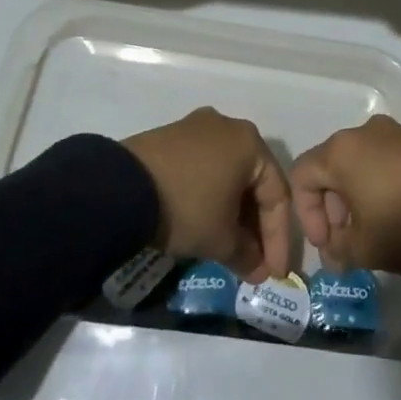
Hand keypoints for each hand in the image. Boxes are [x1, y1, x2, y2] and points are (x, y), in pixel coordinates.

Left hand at [123, 108, 292, 281]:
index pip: (278, 195)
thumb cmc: (186, 207)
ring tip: (230, 247)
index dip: (279, 239)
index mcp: (251, 142)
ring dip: (233, 212)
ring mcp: (197, 127)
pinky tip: (205, 222)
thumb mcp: (221, 239)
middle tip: (254, 261)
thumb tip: (256, 269)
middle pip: (253, 182)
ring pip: (228, 174)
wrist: (121, 187)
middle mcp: (228, 126)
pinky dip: (210, 196)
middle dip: (256, 226)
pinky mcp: (171, 136)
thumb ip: (247, 255)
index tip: (275, 273)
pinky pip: (204, 168)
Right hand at [291, 116, 400, 274]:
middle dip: (332, 209)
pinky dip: (380, 186)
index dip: (307, 214)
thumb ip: (338, 250)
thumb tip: (334, 253)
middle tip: (346, 242)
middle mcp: (362, 132)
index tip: (326, 245)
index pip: (302, 176)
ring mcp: (394, 133)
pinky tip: (394, 215)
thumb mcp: (363, 248)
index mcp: (339, 151)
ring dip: (355, 198)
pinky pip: (384, 162)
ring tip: (371, 232)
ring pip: (358, 164)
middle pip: (330, 168)